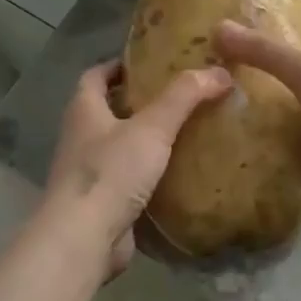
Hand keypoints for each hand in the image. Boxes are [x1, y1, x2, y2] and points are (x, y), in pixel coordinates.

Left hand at [40, 60, 231, 276]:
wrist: (84, 239)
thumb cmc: (111, 172)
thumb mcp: (152, 127)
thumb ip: (185, 97)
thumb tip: (220, 71)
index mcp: (84, 111)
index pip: (96, 75)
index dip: (120, 65)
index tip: (151, 62)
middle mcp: (81, 138)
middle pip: (108, 110)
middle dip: (140, 102)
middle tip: (181, 96)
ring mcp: (89, 173)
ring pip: (120, 146)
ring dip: (146, 139)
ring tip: (187, 132)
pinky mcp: (102, 203)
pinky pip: (128, 180)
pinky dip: (150, 174)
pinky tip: (179, 173)